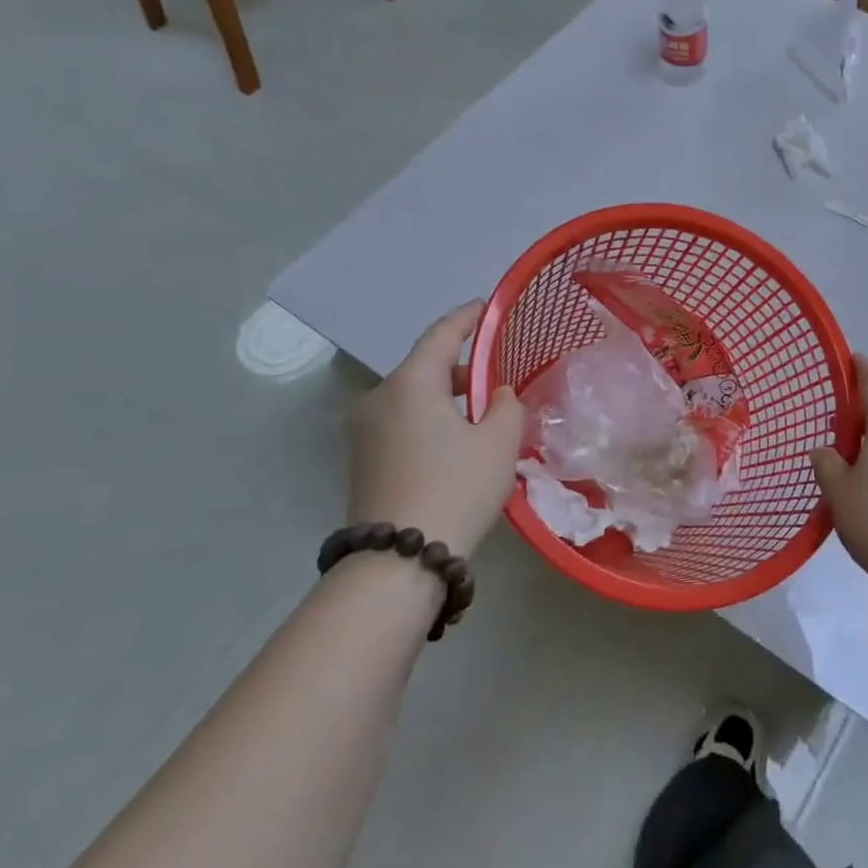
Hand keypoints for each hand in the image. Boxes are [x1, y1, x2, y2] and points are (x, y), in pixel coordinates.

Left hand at [347, 301, 523, 557]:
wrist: (399, 559)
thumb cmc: (456, 487)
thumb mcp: (500, 442)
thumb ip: (506, 406)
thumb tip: (495, 396)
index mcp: (410, 383)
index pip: (441, 334)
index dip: (467, 318)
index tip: (486, 307)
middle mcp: (378, 398)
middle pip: (424, 367)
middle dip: (460, 368)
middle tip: (494, 378)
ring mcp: (363, 431)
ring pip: (411, 398)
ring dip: (444, 399)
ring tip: (480, 417)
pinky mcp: (361, 461)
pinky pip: (401, 423)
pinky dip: (428, 421)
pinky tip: (454, 445)